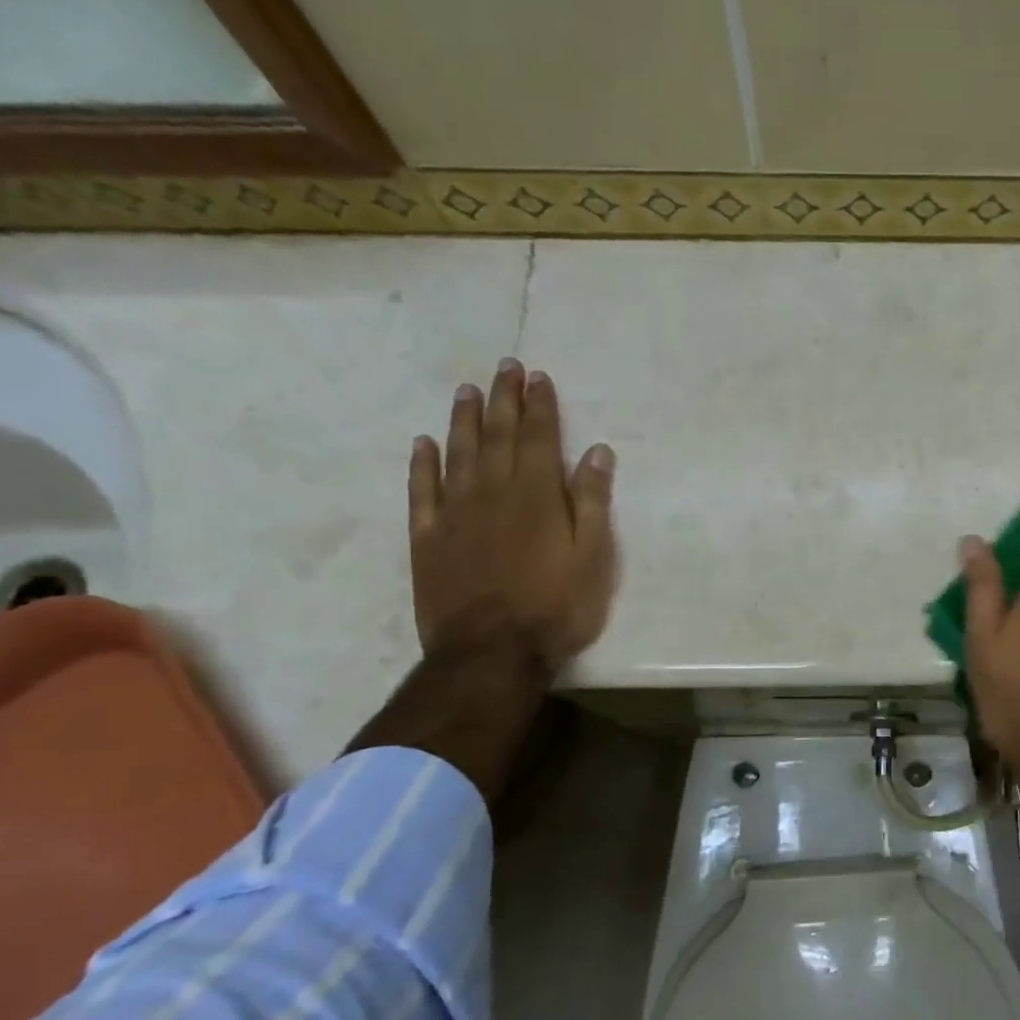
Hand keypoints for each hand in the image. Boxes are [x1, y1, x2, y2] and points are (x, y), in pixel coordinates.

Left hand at [408, 357, 617, 673]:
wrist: (491, 652)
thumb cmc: (556, 606)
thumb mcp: (593, 556)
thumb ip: (592, 501)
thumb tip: (596, 452)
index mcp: (536, 496)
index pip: (538, 438)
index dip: (540, 405)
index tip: (538, 377)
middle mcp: (493, 492)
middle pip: (497, 435)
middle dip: (503, 399)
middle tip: (505, 367)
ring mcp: (455, 514)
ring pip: (458, 454)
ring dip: (464, 419)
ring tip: (468, 390)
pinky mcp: (428, 539)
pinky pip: (422, 492)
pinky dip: (423, 464)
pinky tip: (424, 444)